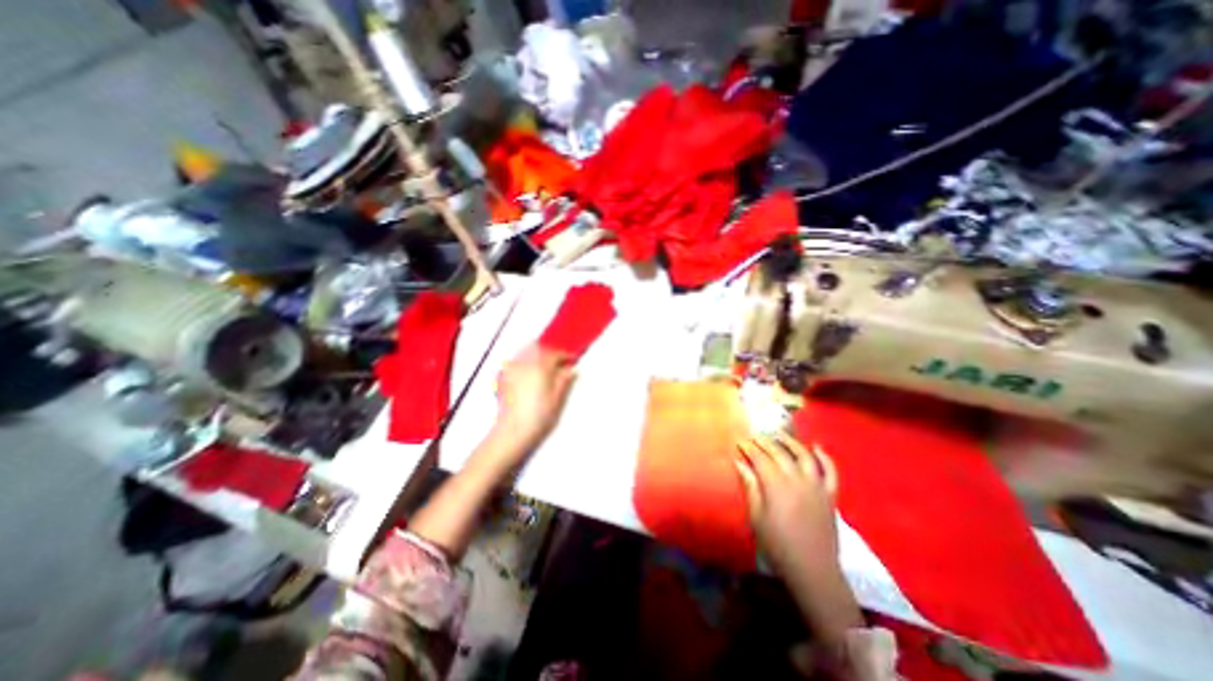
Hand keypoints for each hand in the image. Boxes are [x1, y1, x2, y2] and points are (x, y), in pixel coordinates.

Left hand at [490, 346, 575, 457]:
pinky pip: (515, 361)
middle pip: (538, 348)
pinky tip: (528, 371)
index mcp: (540, 367)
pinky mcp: (503, 379)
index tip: (572, 359)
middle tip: (559, 361)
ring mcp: (511, 370)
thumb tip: (571, 370)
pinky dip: (524, 361)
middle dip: (550, 352)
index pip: (555, 354)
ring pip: (525, 352)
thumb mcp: (557, 399)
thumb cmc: (537, 417)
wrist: (513, 431)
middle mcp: (524, 364)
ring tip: (545, 364)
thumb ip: (564, 380)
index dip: (566, 355)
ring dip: (536, 354)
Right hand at [733, 433, 840, 577]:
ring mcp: (817, 485)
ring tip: (779, 434)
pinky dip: (824, 457)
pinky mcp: (830, 495)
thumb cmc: (778, 544)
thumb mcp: (756, 516)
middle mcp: (797, 479)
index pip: (760, 458)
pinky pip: (830, 471)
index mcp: (776, 485)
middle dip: (765, 442)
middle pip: (779, 453)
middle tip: (754, 437)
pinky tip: (816, 446)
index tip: (740, 442)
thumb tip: (739, 462)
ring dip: (791, 442)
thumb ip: (750, 486)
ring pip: (804, 455)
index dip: (749, 448)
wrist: (813, 570)